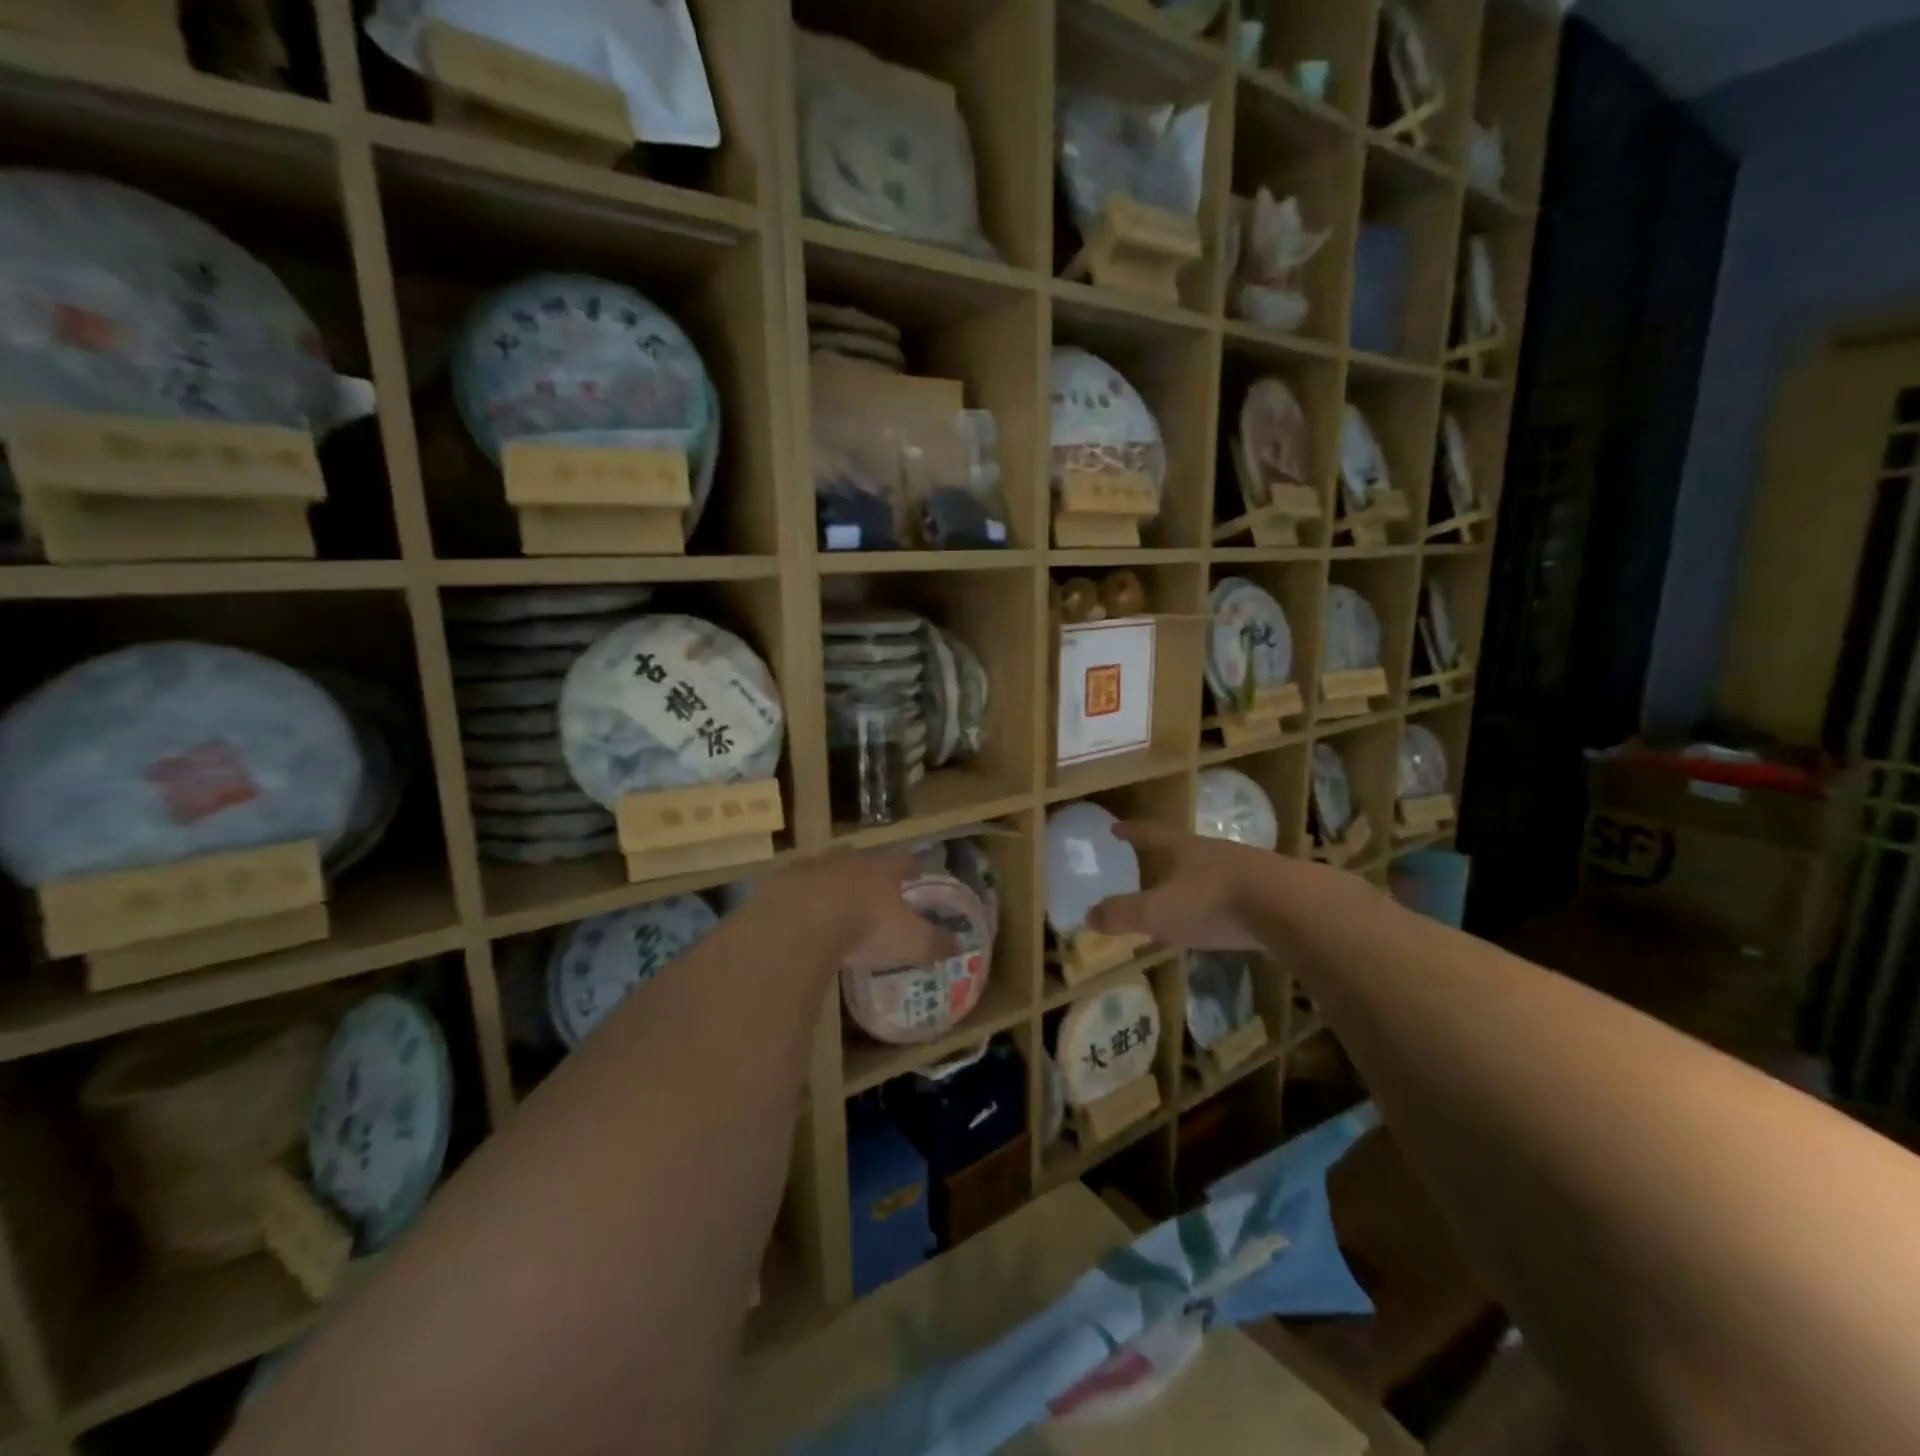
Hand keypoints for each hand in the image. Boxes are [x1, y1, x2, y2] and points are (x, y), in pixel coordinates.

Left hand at [757, 849, 958, 974]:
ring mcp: (811, 867)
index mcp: (882, 869)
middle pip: (863, 859)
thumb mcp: (910, 942)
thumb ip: (935, 942)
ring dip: (832, 884)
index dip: (911, 865)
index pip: (903, 859)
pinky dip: (800, 900)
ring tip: (834, 905)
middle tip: (873, 889)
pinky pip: (794, 888)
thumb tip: (960, 944)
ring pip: (827, 870)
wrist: (799, 923)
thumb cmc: (864, 928)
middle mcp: (848, 860)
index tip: (915, 870)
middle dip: (869, 872)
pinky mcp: (779, 883)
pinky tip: (800, 918)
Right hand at [1086, 821, 1312, 951]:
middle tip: (1152, 862)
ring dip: (1198, 880)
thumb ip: (1123, 915)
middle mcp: (1215, 852)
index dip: (1132, 832)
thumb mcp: (1159, 912)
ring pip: (1215, 871)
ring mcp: (1249, 869)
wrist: (1292, 908)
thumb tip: (1089, 916)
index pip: (1150, 834)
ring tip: (1187, 894)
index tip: (1116, 827)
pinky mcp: (1275, 892)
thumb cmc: (1214, 903)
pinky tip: (1226, 919)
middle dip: (1167, 856)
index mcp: (1184, 850)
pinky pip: (1240, 894)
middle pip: (1184, 849)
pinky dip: (1225, 903)